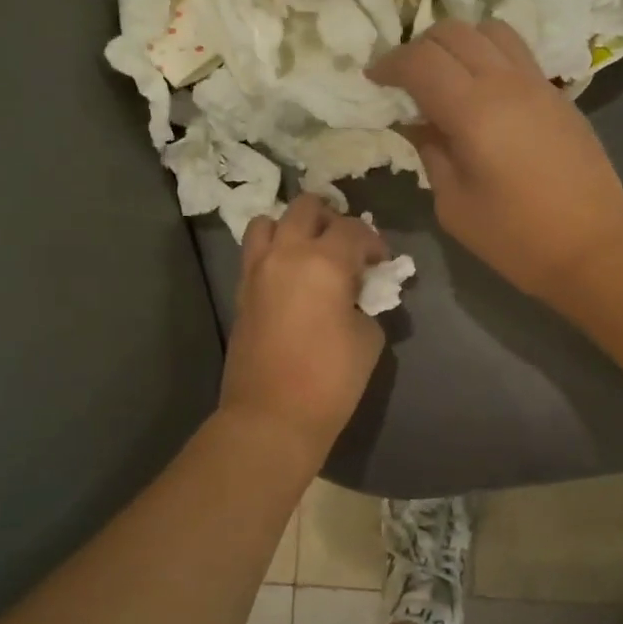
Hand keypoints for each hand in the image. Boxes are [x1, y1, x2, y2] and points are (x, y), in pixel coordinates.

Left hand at [218, 195, 387, 460]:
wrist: (272, 416)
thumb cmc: (330, 380)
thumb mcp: (369, 337)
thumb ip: (365, 301)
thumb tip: (356, 293)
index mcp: (324, 261)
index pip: (353, 229)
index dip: (373, 240)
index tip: (381, 261)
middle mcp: (286, 254)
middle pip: (306, 207)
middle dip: (332, 218)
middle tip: (346, 245)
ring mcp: (257, 270)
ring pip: (269, 221)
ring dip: (293, 226)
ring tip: (310, 250)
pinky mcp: (241, 290)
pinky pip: (255, 251)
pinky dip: (273, 249)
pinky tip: (290, 274)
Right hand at [369, 19, 622, 302]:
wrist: (594, 247)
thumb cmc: (516, 238)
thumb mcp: (454, 205)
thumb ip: (431, 153)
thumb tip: (417, 124)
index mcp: (474, 110)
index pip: (421, 60)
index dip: (390, 63)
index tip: (374, 79)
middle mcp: (506, 82)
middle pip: (454, 32)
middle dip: (419, 47)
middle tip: (404, 78)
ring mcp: (538, 83)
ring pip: (490, 30)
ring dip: (458, 42)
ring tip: (445, 74)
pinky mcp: (558, 95)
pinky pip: (516, 52)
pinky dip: (488, 54)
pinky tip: (480, 89)